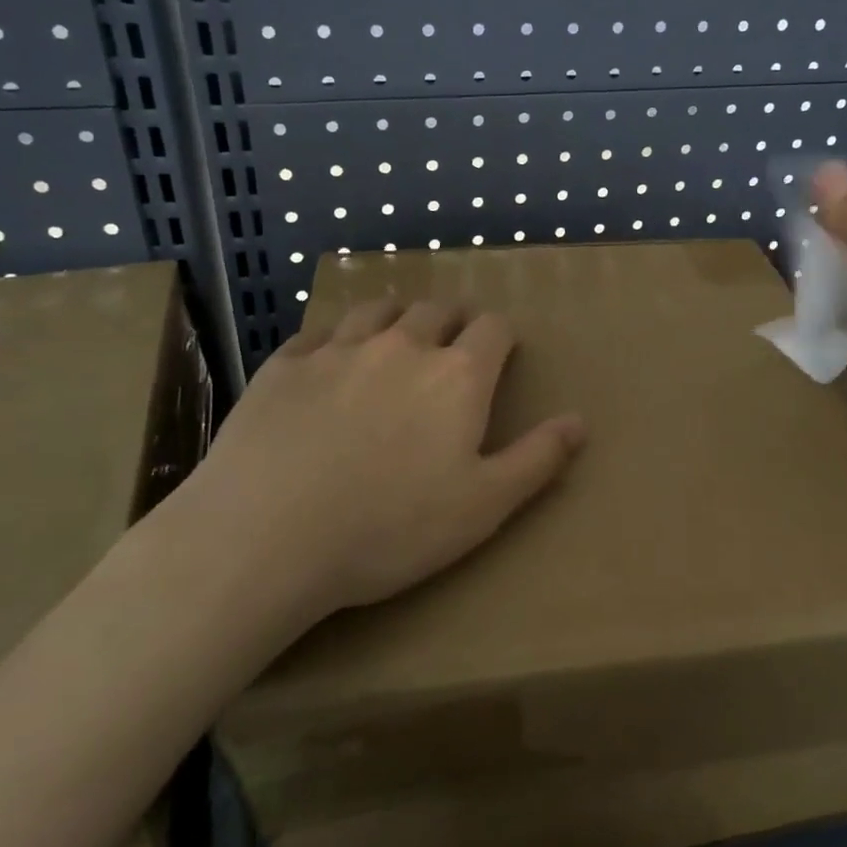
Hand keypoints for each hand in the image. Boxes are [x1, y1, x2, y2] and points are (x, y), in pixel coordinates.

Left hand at [175, 299, 585, 626]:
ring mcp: (339, 349)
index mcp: (457, 374)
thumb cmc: (390, 528)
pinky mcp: (285, 364)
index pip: (493, 327)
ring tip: (394, 336)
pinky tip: (327, 361)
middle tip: (450, 342)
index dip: (501, 334)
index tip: (500, 350)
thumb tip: (580, 421)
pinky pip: (318, 333)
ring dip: (395, 317)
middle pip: (436, 309)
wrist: (266, 537)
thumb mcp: (483, 506)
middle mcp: (402, 345)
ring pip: (377, 310)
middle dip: (452, 319)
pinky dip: (333, 339)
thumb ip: (537, 458)